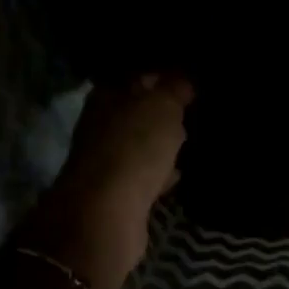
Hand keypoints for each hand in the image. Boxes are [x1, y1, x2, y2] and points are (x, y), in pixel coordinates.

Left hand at [28, 73, 192, 288]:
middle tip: (190, 111)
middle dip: (161, 112)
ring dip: (159, 143)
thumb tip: (183, 80)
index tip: (188, 82)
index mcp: (105, 95)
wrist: (107, 213)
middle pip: (135, 111)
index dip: (162, 76)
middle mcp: (99, 123)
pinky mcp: (114, 192)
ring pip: (138, 143)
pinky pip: (142, 174)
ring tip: (188, 140)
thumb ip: (174, 89)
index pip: (136, 76)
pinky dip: (158, 172)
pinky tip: (177, 173)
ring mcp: (104, 159)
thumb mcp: (162, 106)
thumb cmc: (134, 146)